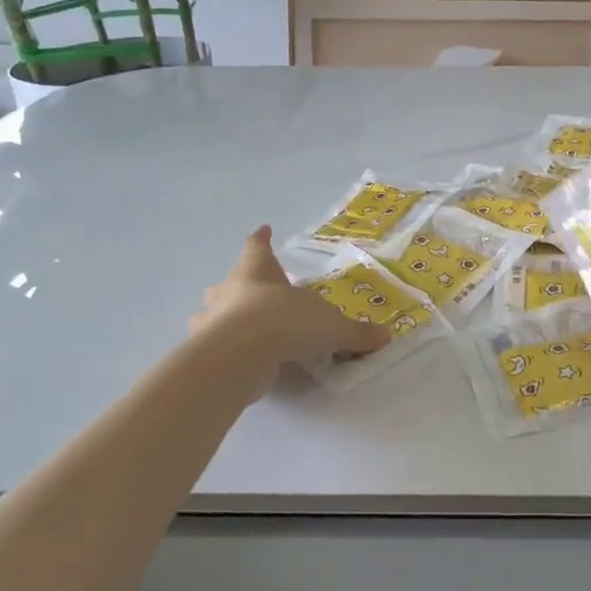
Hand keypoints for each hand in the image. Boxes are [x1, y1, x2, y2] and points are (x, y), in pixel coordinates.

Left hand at [194, 226, 390, 367]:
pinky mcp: (204, 352)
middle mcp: (229, 291)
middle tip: (246, 290)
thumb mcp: (329, 325)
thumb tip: (385, 336)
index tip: (264, 229)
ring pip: (209, 313)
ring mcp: (211, 322)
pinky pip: (212, 346)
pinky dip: (224, 350)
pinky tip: (236, 361)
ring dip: (219, 318)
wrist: (238, 356)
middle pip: (228, 281)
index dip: (262, 239)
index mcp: (258, 271)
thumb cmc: (283, 321)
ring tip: (234, 327)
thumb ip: (354, 333)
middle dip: (236, 284)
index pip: (258, 246)